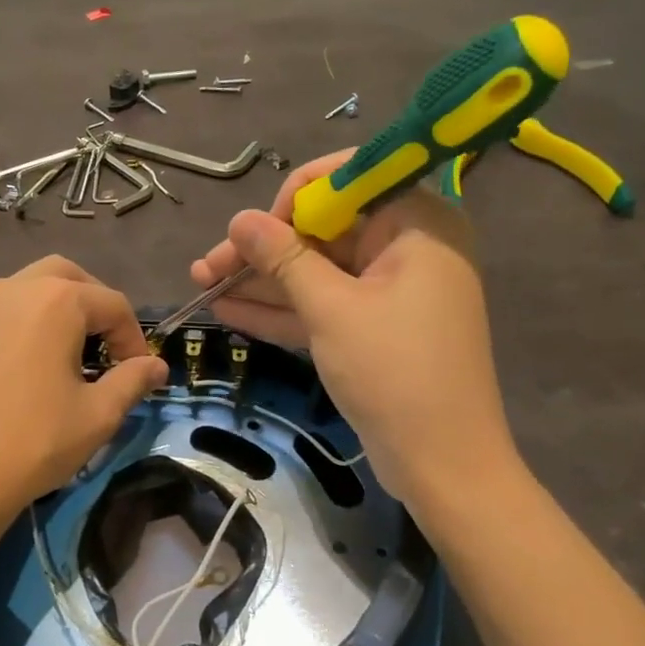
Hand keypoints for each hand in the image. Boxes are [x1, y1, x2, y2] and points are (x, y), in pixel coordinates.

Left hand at [0, 256, 167, 532]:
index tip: (140, 374)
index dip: (135, 338)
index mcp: (55, 300)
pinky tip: (22, 372)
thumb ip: (132, 381)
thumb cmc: (32, 442)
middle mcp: (13, 290)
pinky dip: (21, 328)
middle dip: (94, 306)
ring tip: (67, 358)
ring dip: (55, 312)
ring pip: (27, 291)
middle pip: (67, 278)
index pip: (113, 304)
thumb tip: (157, 367)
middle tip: (106, 347)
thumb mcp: (97, 415)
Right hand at [190, 150, 515, 500]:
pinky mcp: (373, 328)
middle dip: (262, 249)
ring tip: (201, 285)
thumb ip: (283, 258)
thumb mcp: (331, 310)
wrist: (443, 466)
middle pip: (323, 231)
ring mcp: (389, 291)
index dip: (293, 199)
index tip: (255, 232)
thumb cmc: (394, 373)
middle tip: (206, 267)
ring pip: (317, 272)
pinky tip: (227, 309)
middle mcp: (406, 246)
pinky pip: (323, 305)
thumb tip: (240, 219)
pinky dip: (282, 309)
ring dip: (261, 281)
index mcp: (416, 223)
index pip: (348, 179)